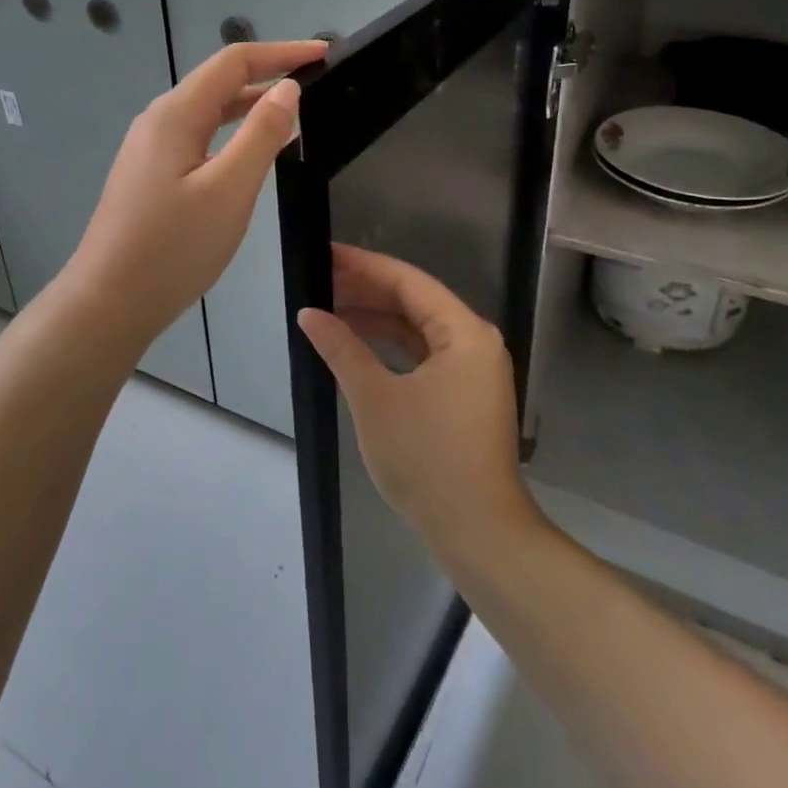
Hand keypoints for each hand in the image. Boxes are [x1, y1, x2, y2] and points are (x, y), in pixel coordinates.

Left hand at [66, 39, 327, 343]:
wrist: (110, 302)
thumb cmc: (173, 247)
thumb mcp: (230, 189)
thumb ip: (262, 134)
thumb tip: (287, 88)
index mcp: (176, 114)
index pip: (234, 62)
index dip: (281, 52)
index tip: (324, 53)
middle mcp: (160, 120)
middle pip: (219, 82)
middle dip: (268, 74)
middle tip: (317, 82)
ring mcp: (151, 148)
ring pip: (209, 112)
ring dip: (251, 104)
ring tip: (295, 111)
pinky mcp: (152, 174)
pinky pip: (200, 137)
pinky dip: (233, 133)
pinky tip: (253, 151)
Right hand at [298, 244, 538, 558]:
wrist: (479, 534)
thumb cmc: (428, 459)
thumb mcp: (375, 399)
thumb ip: (342, 348)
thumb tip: (309, 313)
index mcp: (464, 332)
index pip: (408, 281)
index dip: (364, 265)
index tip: (326, 253)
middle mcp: (474, 342)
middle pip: (415, 301)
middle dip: (367, 290)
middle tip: (320, 280)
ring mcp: (473, 370)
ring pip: (418, 328)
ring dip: (377, 318)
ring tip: (330, 307)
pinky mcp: (465, 395)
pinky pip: (424, 354)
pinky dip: (391, 347)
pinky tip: (358, 344)